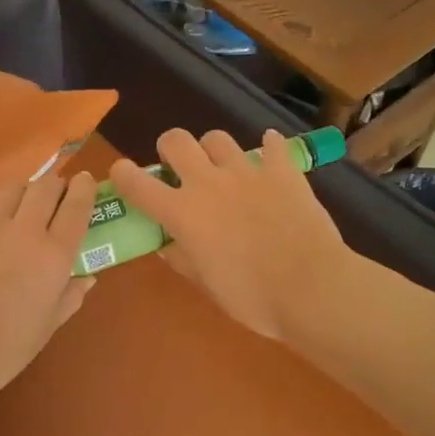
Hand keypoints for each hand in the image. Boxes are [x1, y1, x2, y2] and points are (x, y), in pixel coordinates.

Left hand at [0, 173, 99, 402]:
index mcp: (53, 256)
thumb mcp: (47, 327)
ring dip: (25, 192)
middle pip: (46, 187)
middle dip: (56, 186)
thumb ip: (70, 297)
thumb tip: (86, 277)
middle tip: (56, 198)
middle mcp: (24, 231)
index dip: (85, 189)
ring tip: (23, 207)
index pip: (77, 207)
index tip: (86, 181)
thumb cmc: (4, 348)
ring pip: (14, 188)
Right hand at [109, 129, 353, 339]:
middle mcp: (208, 183)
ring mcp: (247, 172)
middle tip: (180, 169)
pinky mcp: (283, 171)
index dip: (122, 174)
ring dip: (214, 150)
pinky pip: (272, 146)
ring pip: (218, 138)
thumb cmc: (252, 296)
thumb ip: (182, 259)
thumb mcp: (207, 284)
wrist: (312, 288)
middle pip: (175, 141)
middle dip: (170, 149)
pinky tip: (270, 156)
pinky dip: (269, 148)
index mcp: (182, 213)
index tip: (122, 175)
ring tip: (224, 168)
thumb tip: (167, 246)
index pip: (137, 183)